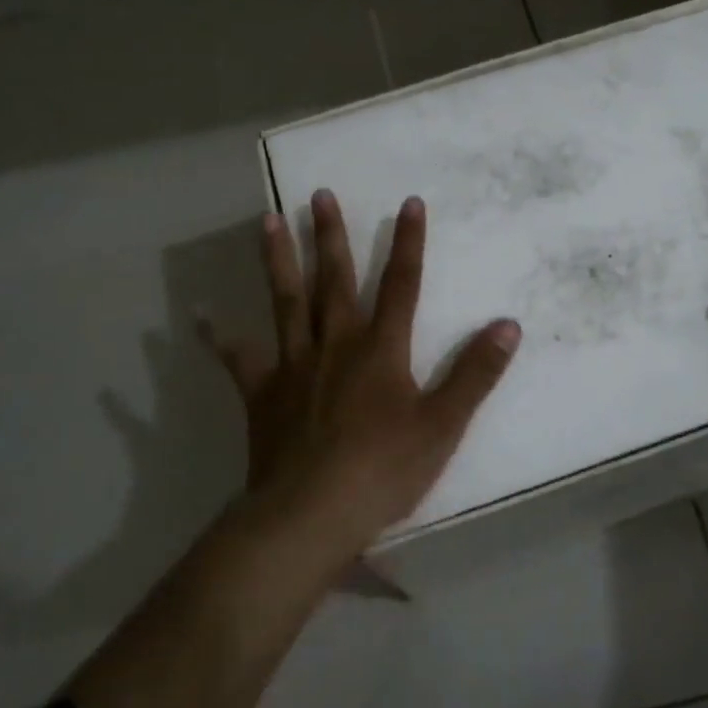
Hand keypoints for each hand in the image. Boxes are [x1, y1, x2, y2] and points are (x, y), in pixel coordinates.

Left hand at [201, 189, 521, 558]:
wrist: (310, 514)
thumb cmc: (383, 470)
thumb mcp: (443, 425)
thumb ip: (475, 373)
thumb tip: (508, 325)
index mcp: (380, 350)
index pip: (402, 285)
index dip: (409, 243)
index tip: (409, 202)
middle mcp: (335, 344)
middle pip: (335, 281)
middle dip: (331, 236)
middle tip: (319, 194)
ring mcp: (293, 366)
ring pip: (286, 302)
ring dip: (279, 261)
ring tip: (267, 220)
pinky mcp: (262, 394)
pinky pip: (237, 359)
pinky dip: (218, 337)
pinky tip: (199, 316)